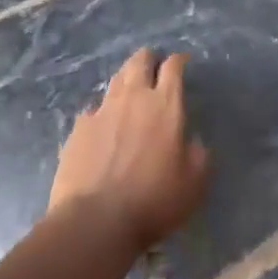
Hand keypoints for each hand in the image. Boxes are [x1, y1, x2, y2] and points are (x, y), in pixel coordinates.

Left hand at [49, 49, 209, 251]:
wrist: (96, 220)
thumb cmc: (154, 200)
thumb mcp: (195, 182)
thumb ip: (199, 154)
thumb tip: (192, 141)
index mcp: (165, 105)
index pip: (173, 67)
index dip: (179, 61)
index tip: (183, 63)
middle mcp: (133, 98)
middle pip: (140, 61)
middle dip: (149, 59)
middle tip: (154, 68)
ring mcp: (102, 110)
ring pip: (116, 80)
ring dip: (126, 80)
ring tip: (130, 91)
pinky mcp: (78, 128)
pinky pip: (93, 110)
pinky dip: (102, 113)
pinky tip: (103, 128)